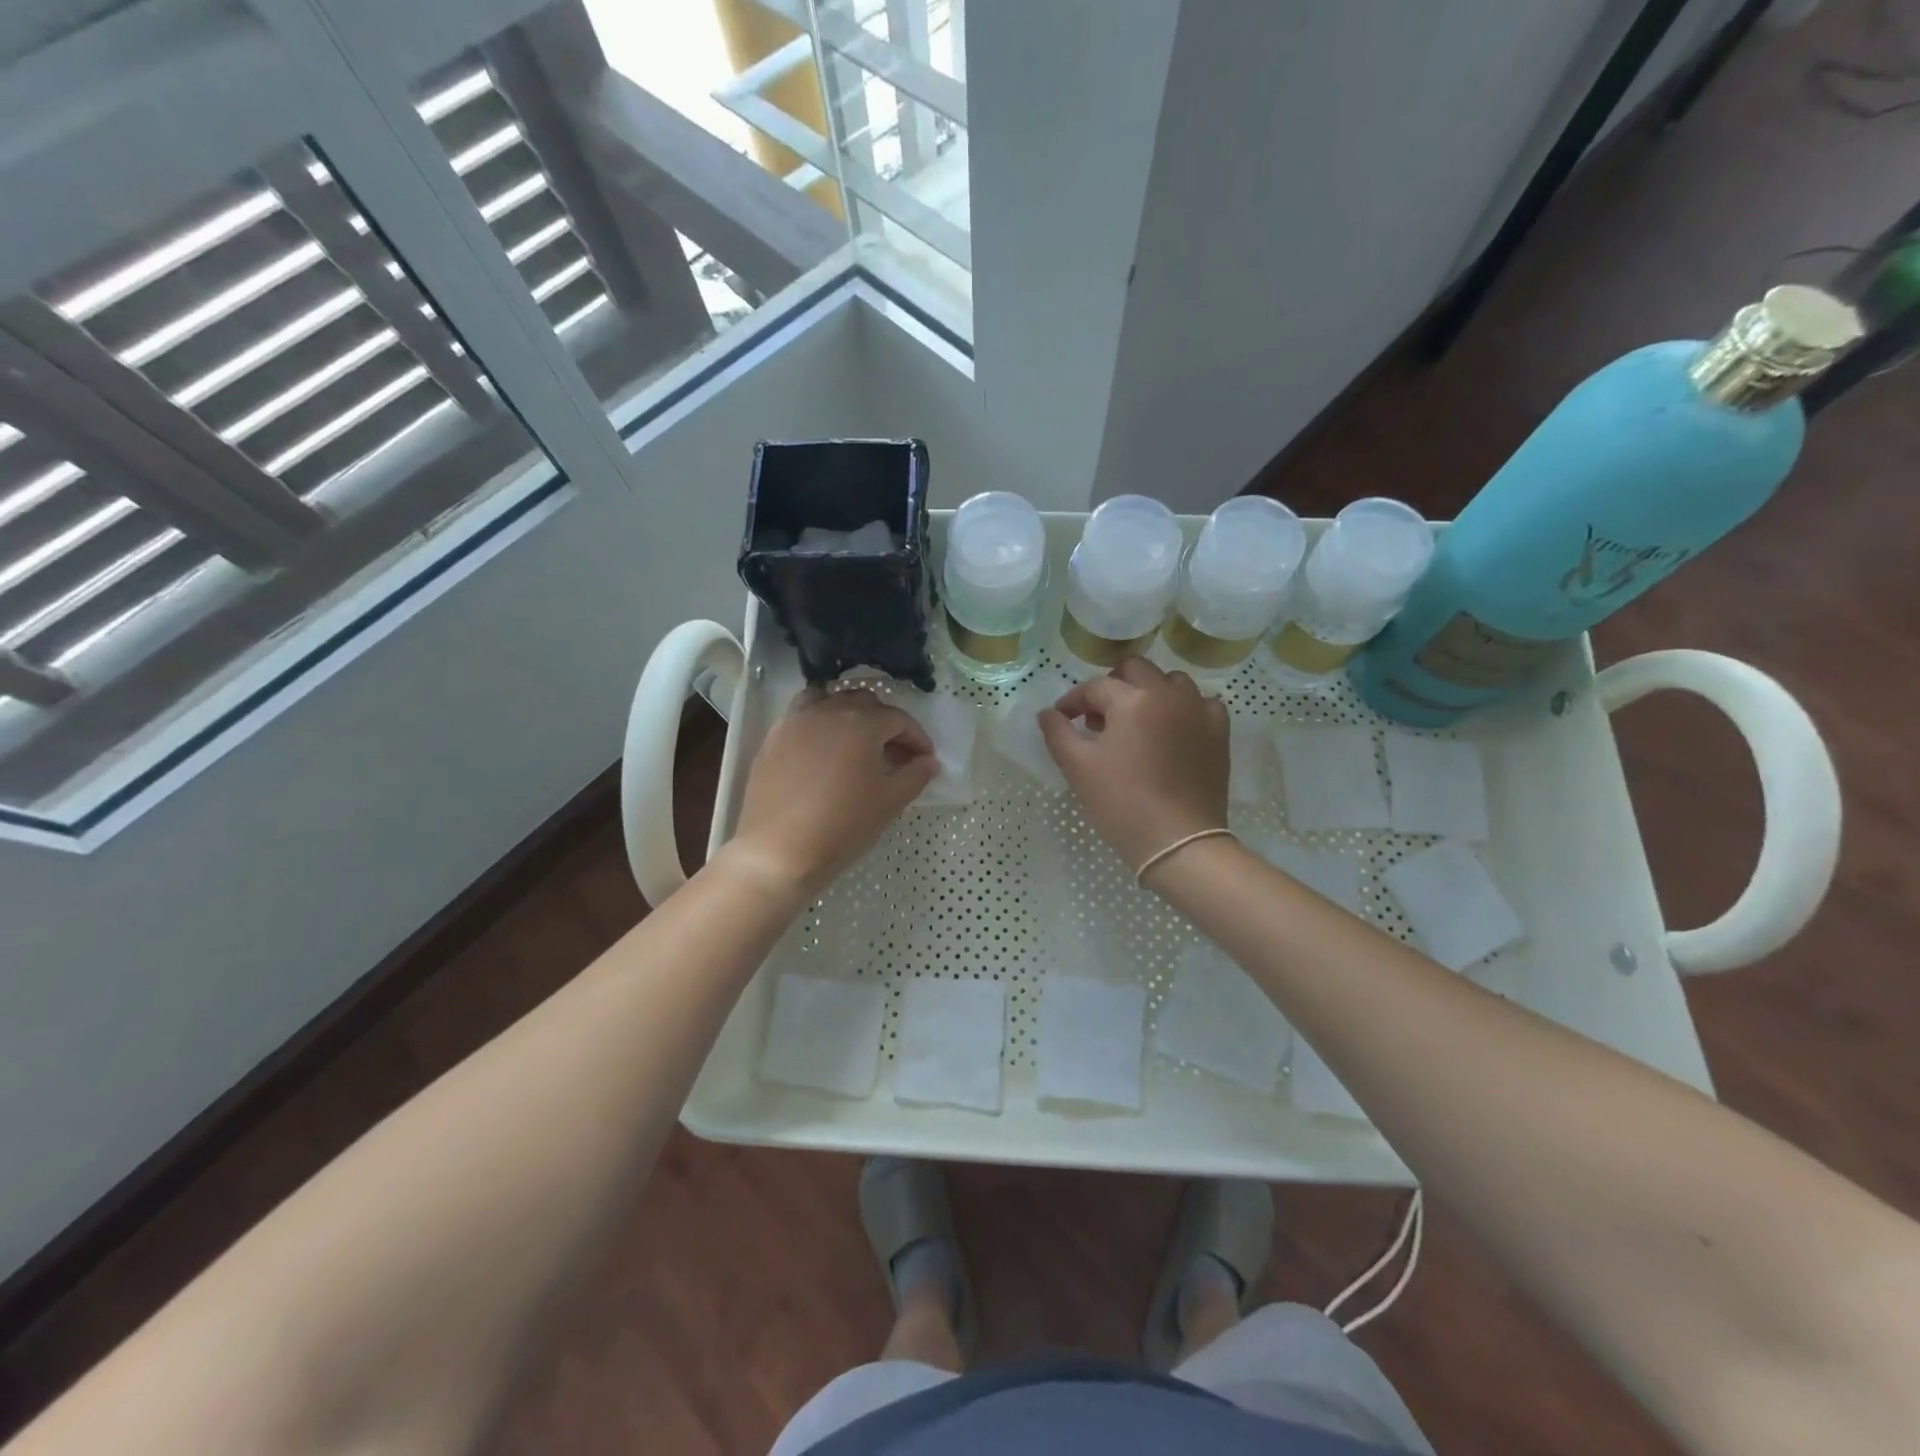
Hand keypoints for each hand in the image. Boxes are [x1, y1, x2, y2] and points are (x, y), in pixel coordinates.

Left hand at [724, 688, 935, 899]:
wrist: (779, 851)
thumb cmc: (843, 825)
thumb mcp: (890, 802)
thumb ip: (915, 775)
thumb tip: (929, 761)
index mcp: (861, 722)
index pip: (898, 719)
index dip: (917, 738)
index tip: (925, 759)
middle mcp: (827, 711)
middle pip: (864, 702)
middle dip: (885, 723)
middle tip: (894, 753)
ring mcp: (795, 722)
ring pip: (829, 701)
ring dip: (849, 715)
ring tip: (856, 743)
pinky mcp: (772, 739)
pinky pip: (801, 717)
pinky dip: (819, 724)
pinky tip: (823, 751)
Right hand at [1039, 658, 1228, 874]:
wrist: (1179, 841)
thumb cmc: (1122, 803)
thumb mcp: (1078, 768)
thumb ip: (1058, 733)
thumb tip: (1047, 712)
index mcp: (1132, 699)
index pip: (1095, 687)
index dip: (1073, 700)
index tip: (1062, 718)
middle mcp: (1169, 694)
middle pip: (1136, 670)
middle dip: (1112, 686)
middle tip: (1098, 717)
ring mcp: (1199, 711)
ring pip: (1171, 682)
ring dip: (1149, 692)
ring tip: (1136, 722)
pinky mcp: (1219, 732)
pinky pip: (1200, 704)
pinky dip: (1183, 709)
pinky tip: (1172, 730)